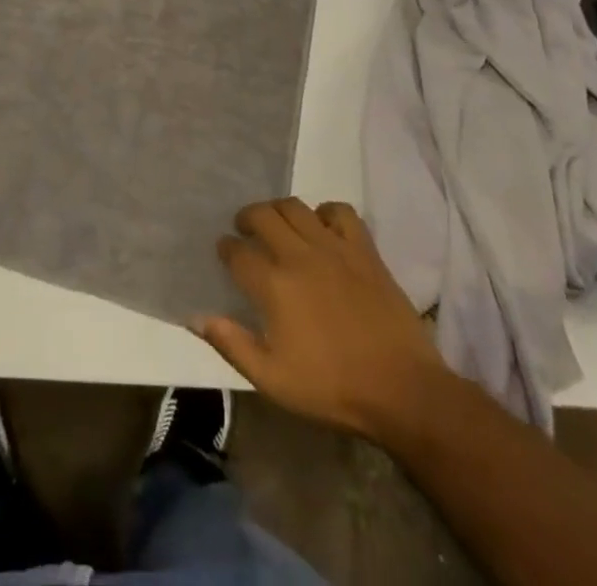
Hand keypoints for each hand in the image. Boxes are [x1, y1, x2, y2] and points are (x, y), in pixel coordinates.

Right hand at [196, 198, 448, 440]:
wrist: (402, 390)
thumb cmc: (332, 388)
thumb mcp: (272, 380)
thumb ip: (231, 344)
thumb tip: (195, 316)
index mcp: (273, 285)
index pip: (236, 251)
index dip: (226, 249)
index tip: (225, 253)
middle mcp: (298, 255)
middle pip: (261, 215)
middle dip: (247, 219)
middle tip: (245, 232)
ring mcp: (333, 247)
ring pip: (295, 206)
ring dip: (278, 210)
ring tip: (277, 225)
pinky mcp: (363, 249)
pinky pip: (340, 211)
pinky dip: (325, 212)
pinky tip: (322, 229)